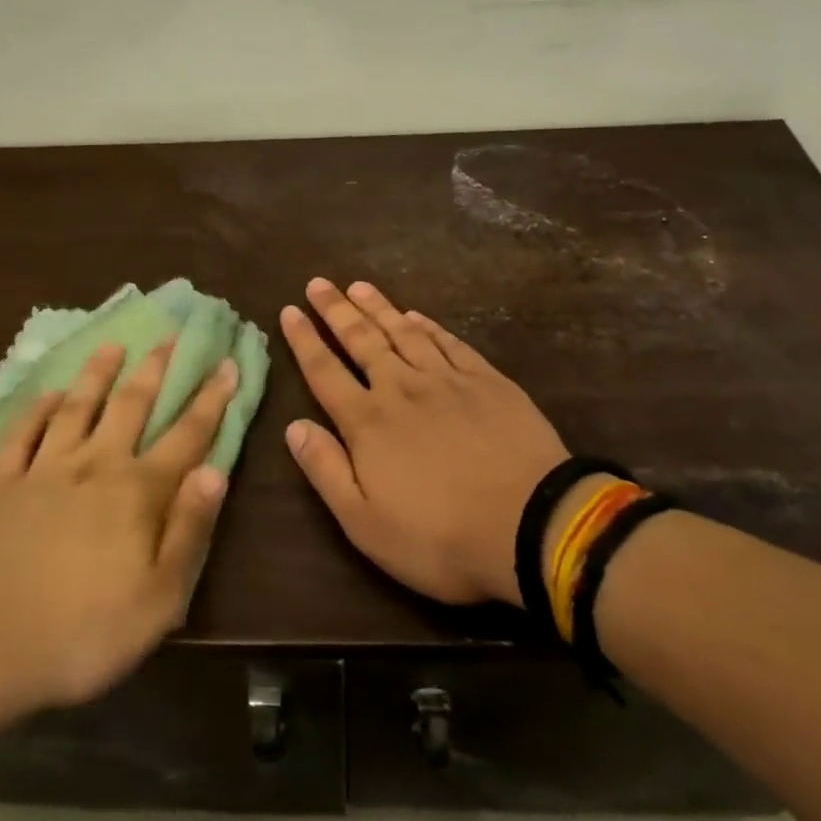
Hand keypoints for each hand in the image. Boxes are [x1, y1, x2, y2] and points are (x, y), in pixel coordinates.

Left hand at [0, 342, 236, 740]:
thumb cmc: (83, 634)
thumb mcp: (159, 600)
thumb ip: (189, 530)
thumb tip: (215, 470)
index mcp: (137, 492)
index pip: (186, 435)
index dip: (211, 399)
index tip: (227, 363)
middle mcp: (94, 466)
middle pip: (131, 405)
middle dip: (155, 368)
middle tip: (169, 335)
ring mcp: (43, 471)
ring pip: (76, 408)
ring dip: (97, 374)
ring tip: (112, 345)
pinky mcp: (1, 486)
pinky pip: (21, 436)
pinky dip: (35, 410)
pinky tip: (47, 394)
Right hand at [280, 279, 568, 606]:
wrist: (532, 525)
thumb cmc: (441, 537)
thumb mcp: (366, 523)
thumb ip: (326, 470)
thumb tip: (293, 426)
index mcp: (368, 423)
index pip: (325, 372)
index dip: (304, 340)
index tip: (289, 310)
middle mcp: (402, 389)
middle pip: (362, 341)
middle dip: (336, 310)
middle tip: (318, 283)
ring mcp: (447, 380)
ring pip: (404, 333)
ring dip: (378, 308)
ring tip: (358, 286)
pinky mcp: (487, 381)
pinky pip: (450, 343)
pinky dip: (429, 326)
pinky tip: (417, 315)